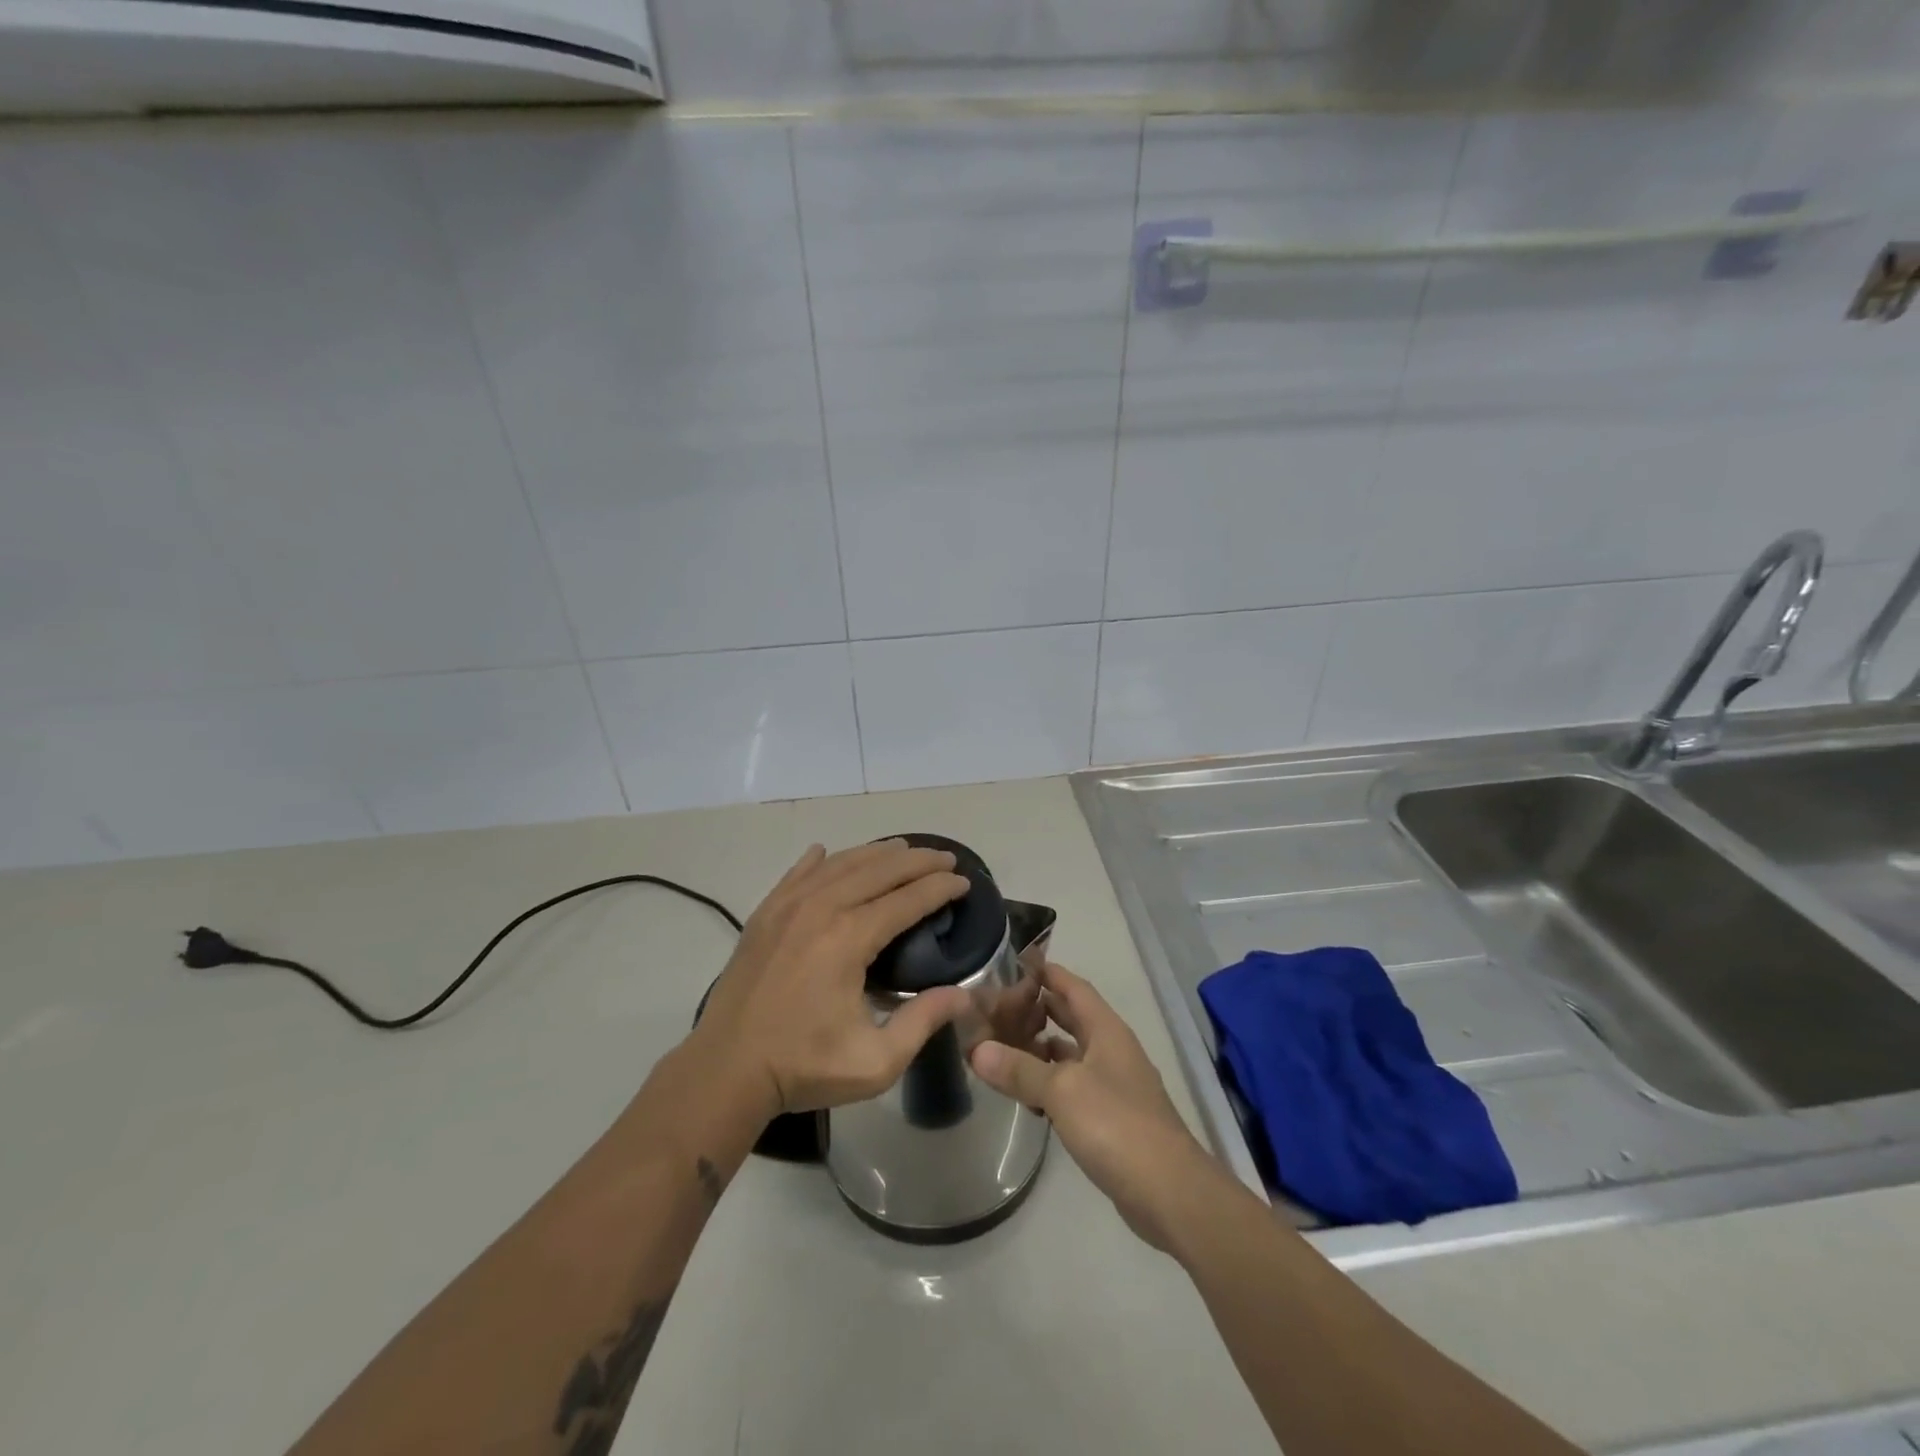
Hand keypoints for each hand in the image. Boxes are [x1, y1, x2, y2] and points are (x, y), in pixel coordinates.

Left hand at [691, 840, 971, 1121]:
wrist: (725, 1070)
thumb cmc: (803, 1066)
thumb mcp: (875, 1061)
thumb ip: (922, 1022)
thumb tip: (965, 994)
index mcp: (849, 938)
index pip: (907, 899)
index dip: (940, 888)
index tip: (964, 882)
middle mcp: (821, 909)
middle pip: (879, 870)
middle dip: (918, 861)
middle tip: (945, 859)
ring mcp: (788, 906)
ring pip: (841, 863)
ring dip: (876, 853)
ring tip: (903, 848)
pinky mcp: (764, 914)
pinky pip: (798, 873)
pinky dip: (820, 860)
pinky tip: (827, 851)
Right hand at [970, 963, 1219, 1252]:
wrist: (1169, 1192)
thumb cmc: (1116, 1124)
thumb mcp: (1061, 1091)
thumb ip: (1019, 1069)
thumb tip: (977, 1050)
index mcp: (1106, 1030)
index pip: (1073, 987)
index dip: (1047, 971)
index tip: (1016, 960)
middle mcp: (1111, 1050)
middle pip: (1072, 1017)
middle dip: (1039, 1008)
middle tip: (998, 1004)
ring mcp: (1114, 1085)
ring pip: (1071, 1054)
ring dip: (1041, 1047)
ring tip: (1003, 1044)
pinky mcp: (1111, 1118)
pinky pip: (1073, 1086)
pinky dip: (1049, 1083)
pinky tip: (1026, 1093)